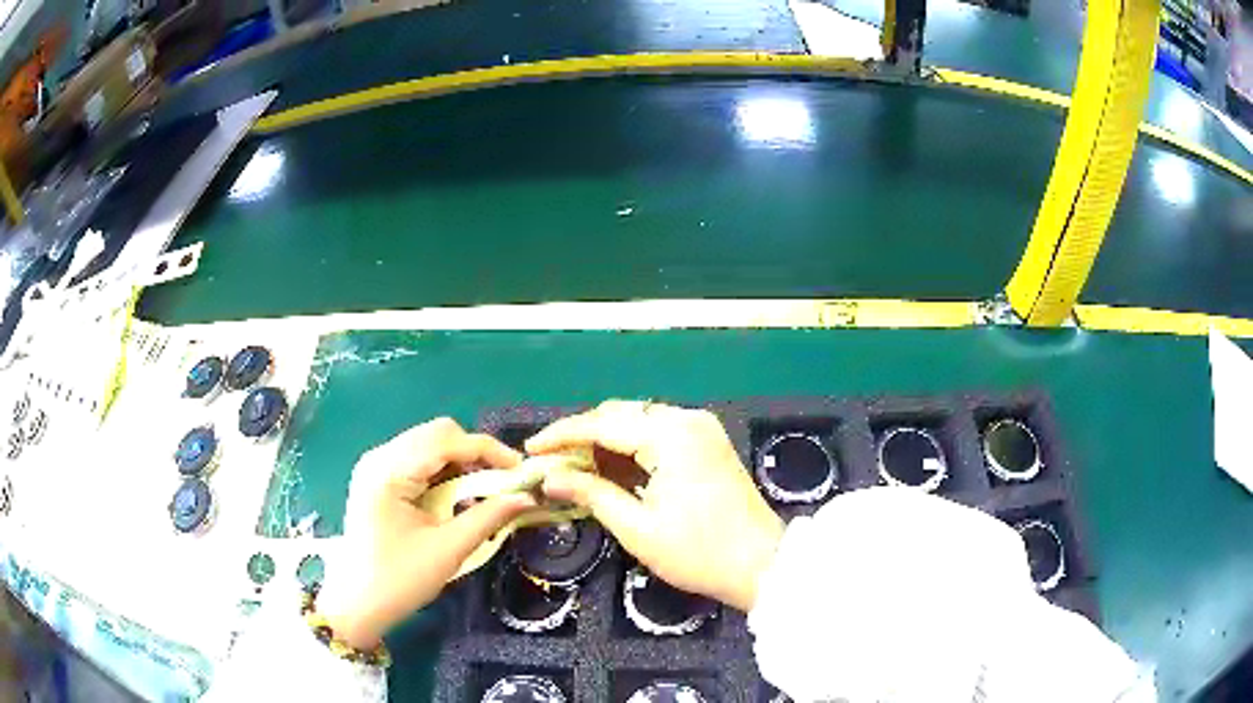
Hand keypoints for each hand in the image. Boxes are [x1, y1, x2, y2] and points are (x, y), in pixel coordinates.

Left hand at [317, 418, 536, 647]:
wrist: (356, 604)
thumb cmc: (398, 580)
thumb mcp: (447, 550)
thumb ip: (488, 517)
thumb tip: (527, 497)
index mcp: (389, 470)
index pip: (447, 440)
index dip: (489, 450)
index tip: (523, 472)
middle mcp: (380, 457)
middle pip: (438, 434)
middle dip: (475, 455)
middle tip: (502, 485)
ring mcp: (376, 466)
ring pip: (430, 445)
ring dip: (461, 463)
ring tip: (484, 494)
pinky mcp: (378, 478)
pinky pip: (419, 461)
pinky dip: (445, 473)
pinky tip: (457, 498)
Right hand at [526, 401, 783, 611]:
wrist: (761, 564)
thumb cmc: (698, 552)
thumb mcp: (637, 528)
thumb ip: (591, 494)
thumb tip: (548, 479)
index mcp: (671, 435)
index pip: (602, 424)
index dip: (562, 436)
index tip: (530, 449)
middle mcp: (687, 419)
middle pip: (621, 415)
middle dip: (583, 436)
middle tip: (551, 462)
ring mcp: (701, 428)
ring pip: (639, 422)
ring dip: (606, 441)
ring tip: (573, 467)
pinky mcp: (708, 442)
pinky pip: (659, 433)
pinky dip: (631, 448)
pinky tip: (610, 468)